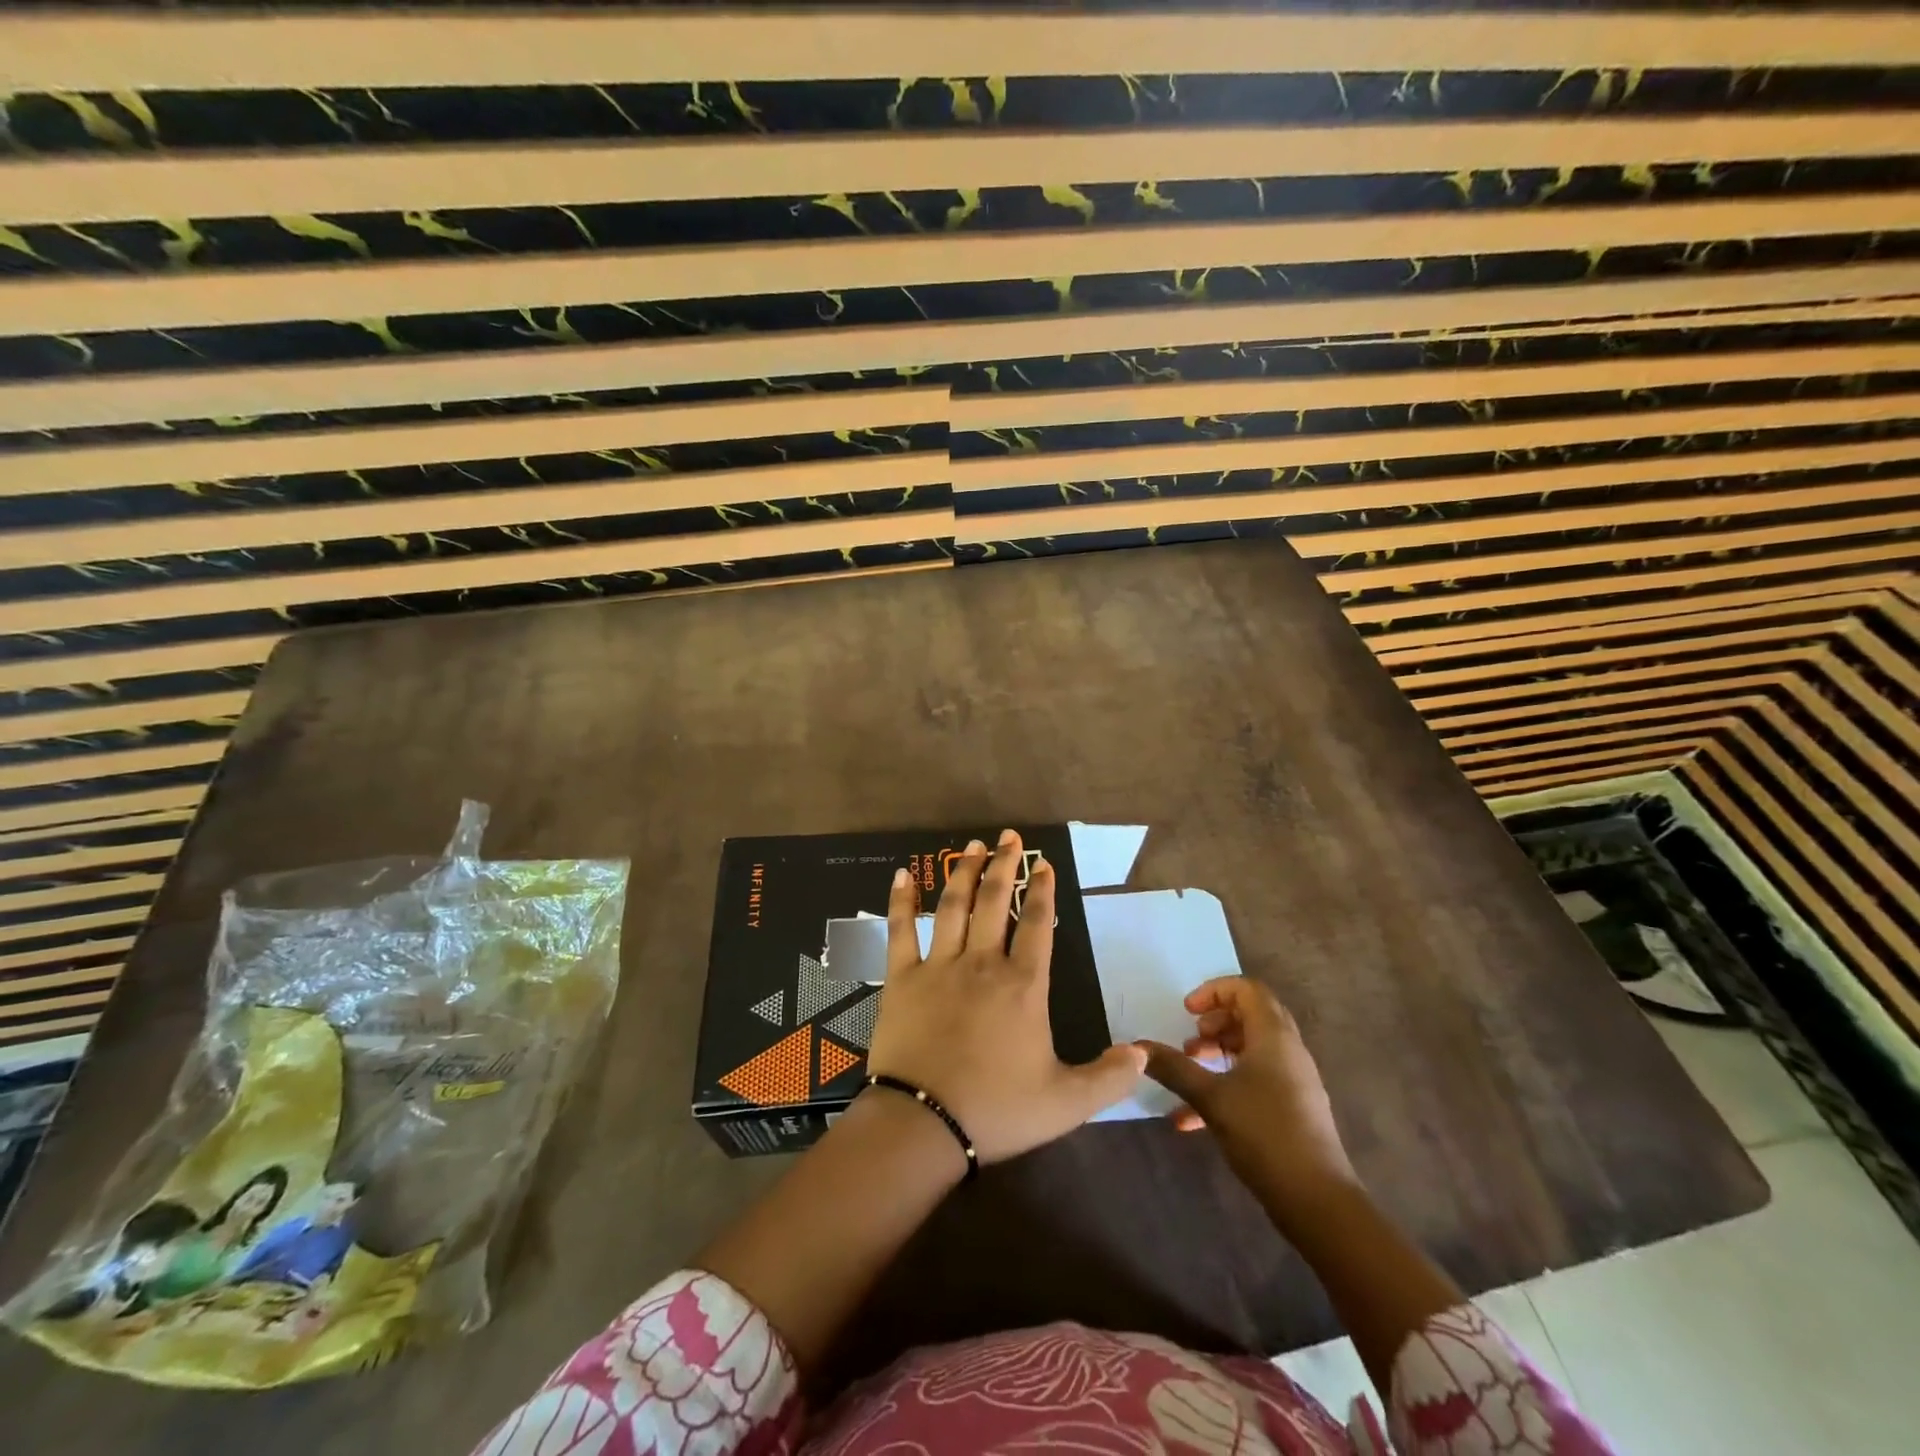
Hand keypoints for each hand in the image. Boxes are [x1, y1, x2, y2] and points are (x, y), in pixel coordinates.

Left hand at [865, 829, 1144, 1162]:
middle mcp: (982, 963)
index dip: (1042, 891)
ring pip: (953, 906)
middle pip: (994, 902)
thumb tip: (1143, 1054)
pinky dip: (901, 901)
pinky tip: (903, 875)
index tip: (1045, 864)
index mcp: (1023, 986)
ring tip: (973, 846)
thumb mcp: (1066, 1103)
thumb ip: (1108, 1078)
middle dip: (1005, 866)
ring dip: (964, 872)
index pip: (1036, 925)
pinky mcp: (901, 978)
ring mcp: (939, 966)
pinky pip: (900, 931)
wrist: (924, 1124)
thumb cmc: (997, 1110)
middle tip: (1010, 836)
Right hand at [1140, 977, 1358, 1232]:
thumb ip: (1173, 1068)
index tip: (1187, 1012)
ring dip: (1218, 1053)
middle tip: (1190, 1040)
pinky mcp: (1292, 1109)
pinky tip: (1192, 1119)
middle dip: (1215, 1023)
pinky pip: (1256, 1080)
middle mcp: (1288, 1050)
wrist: (1316, 1200)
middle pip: (1251, 1016)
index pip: (1247, 989)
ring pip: (1252, 1049)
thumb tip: (1136, 1047)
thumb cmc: (1264, 1133)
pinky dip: (1226, 1085)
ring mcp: (1293, 1081)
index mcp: (1273, 1036)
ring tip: (1190, 1072)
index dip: (1214, 991)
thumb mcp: (1210, 1097)